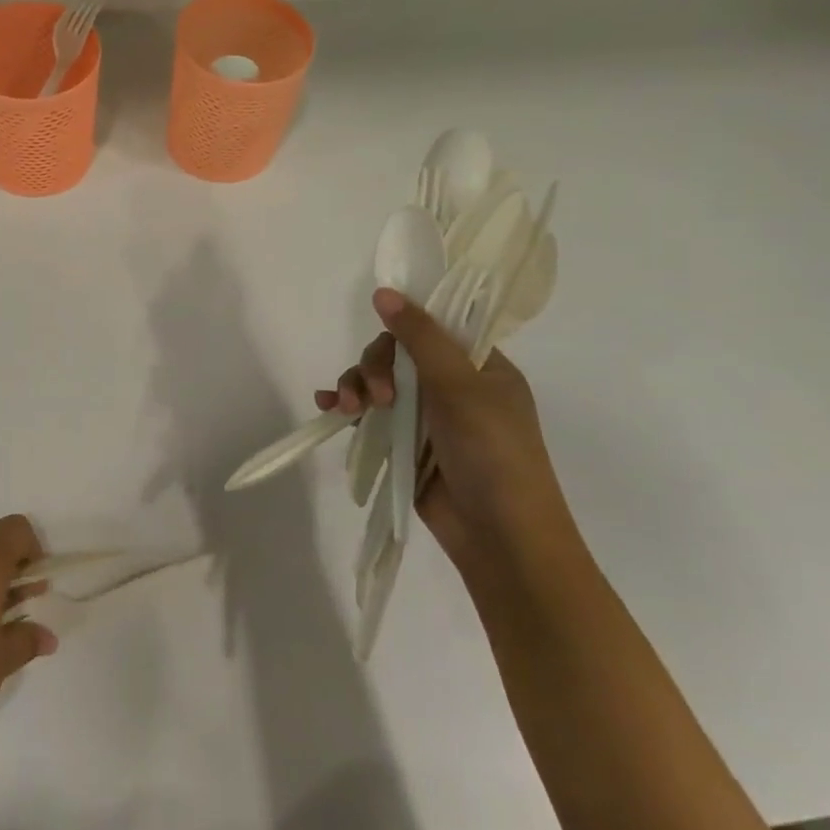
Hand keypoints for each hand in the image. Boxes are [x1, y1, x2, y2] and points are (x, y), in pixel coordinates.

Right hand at [317, 289, 576, 574]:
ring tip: (345, 407)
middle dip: (375, 368)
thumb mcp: (460, 387)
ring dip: (356, 386)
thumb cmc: (493, 454)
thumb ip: (420, 337)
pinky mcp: (404, 444)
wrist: (501, 538)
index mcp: (480, 367)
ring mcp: (427, 417)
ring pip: (378, 382)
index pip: (434, 327)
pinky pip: (369, 414)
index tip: (384, 335)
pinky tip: (328, 408)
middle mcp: (453, 386)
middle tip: (375, 397)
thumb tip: (383, 291)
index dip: (405, 327)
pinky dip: (347, 407)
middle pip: (397, 354)